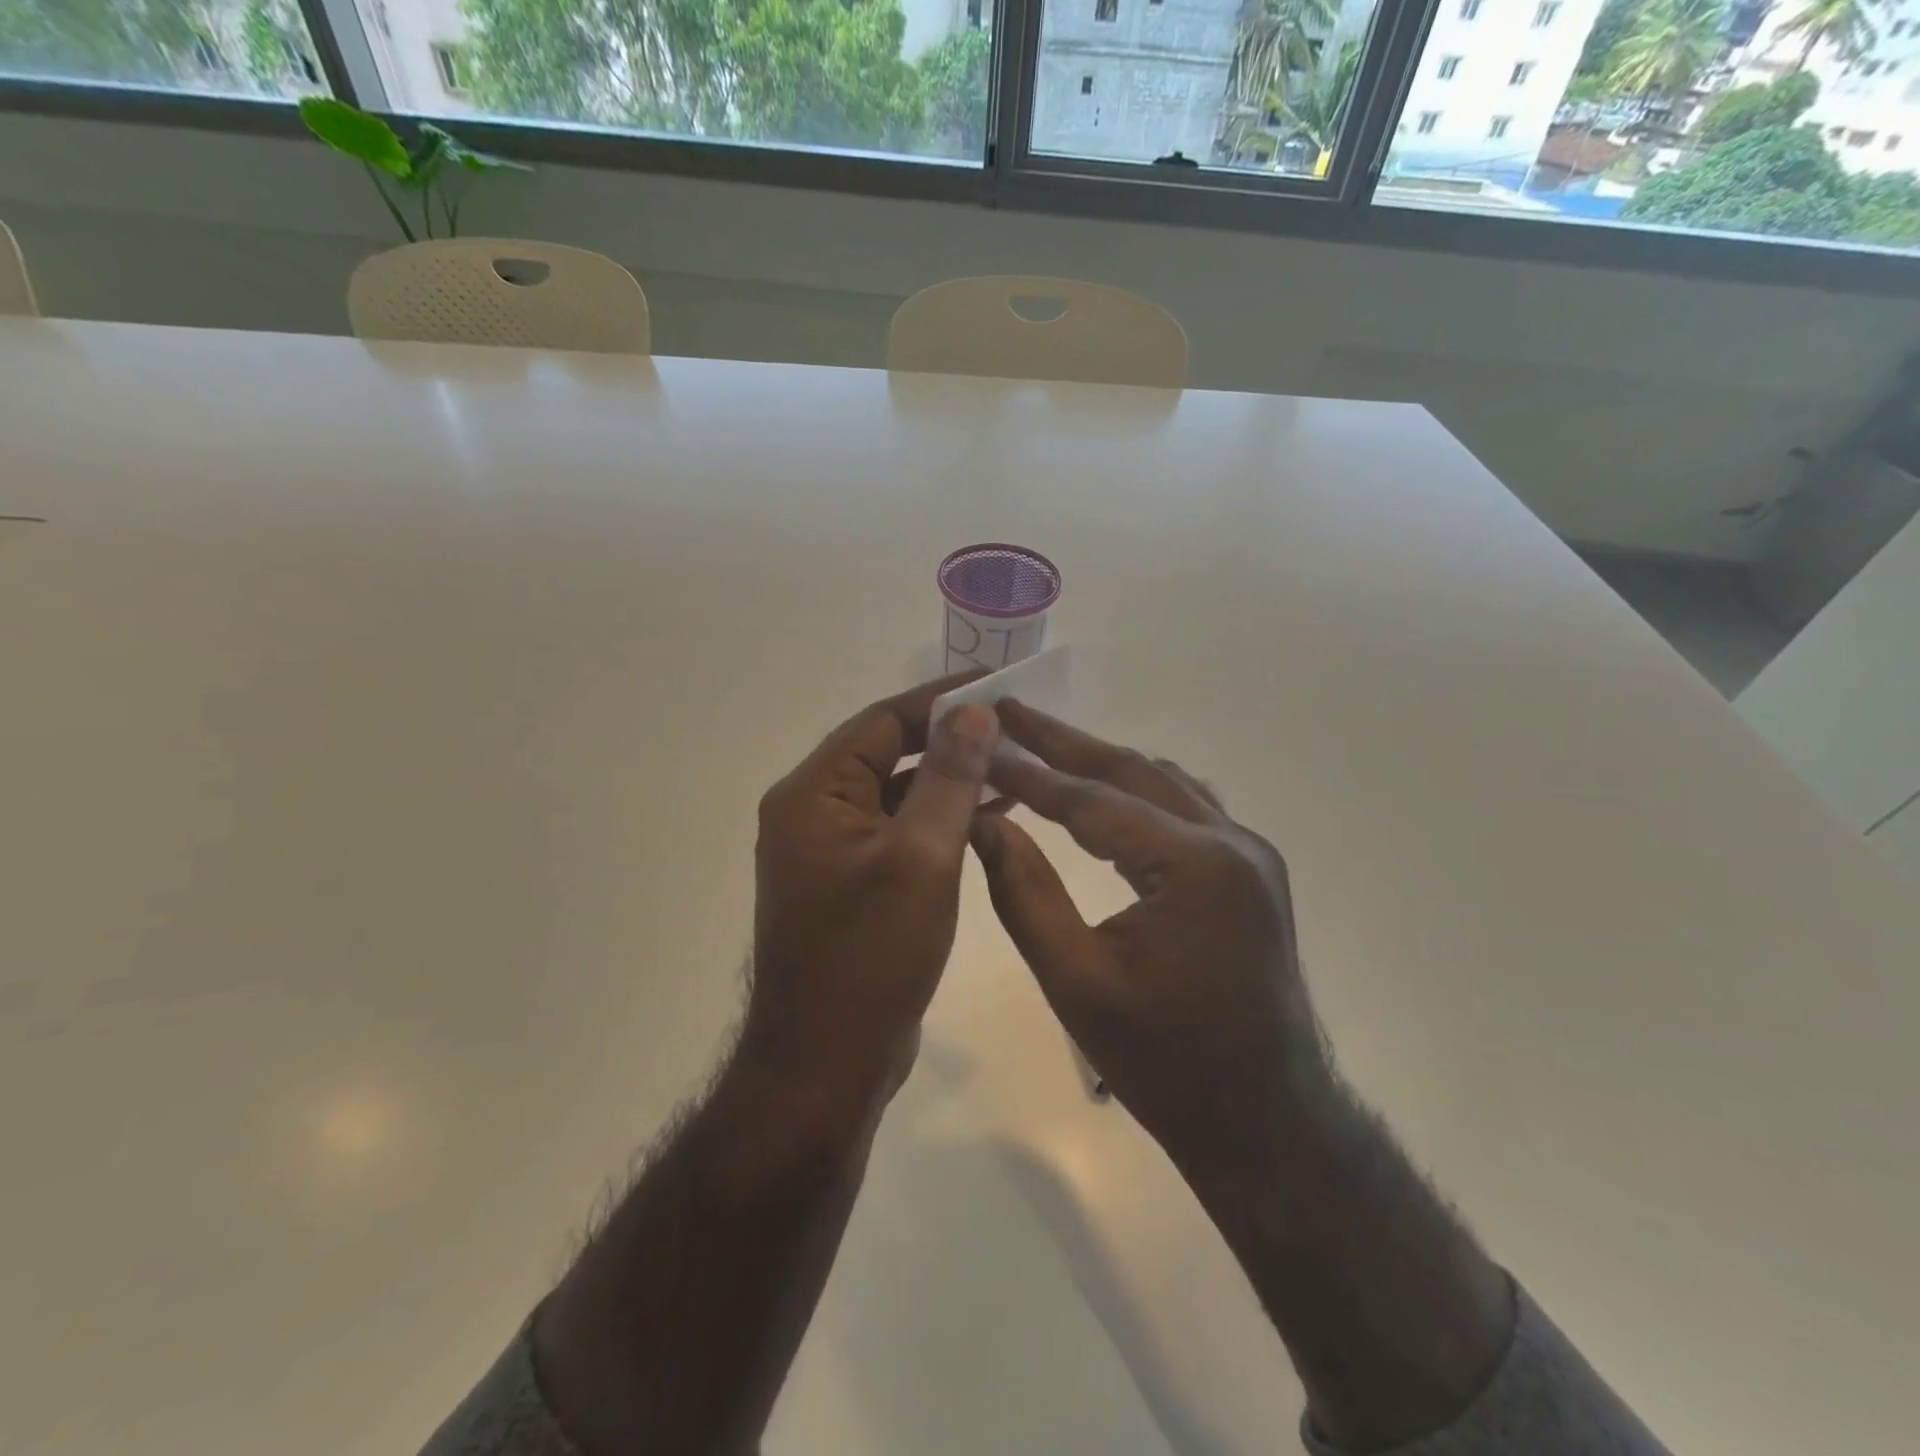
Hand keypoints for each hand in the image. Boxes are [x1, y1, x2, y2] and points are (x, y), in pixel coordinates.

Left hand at [744, 674, 998, 1121]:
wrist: (826, 1066)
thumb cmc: (870, 957)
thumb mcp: (920, 857)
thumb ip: (948, 778)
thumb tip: (974, 712)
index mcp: (813, 794)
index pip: (882, 720)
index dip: (941, 700)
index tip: (998, 687)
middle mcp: (813, 812)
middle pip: (887, 752)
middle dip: (950, 740)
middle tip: (1014, 727)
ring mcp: (830, 850)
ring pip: (897, 794)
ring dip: (949, 780)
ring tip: (1014, 767)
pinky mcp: (852, 883)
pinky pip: (899, 833)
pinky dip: (940, 820)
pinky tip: (990, 817)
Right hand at [970, 702, 1331, 1176]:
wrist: (1265, 1121)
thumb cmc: (1164, 1063)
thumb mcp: (1076, 982)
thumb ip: (1024, 893)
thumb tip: (982, 821)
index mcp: (1194, 867)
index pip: (1093, 801)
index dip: (1029, 771)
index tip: (979, 739)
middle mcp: (1231, 841)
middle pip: (1131, 771)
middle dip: (1063, 742)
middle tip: (1006, 711)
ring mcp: (1249, 853)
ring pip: (1160, 782)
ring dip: (1099, 761)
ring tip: (1039, 743)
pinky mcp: (1250, 870)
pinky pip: (1183, 807)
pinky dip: (1133, 789)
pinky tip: (1100, 790)